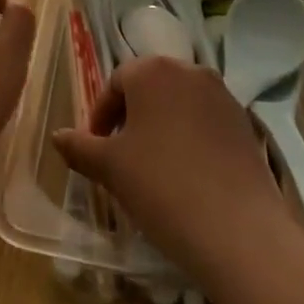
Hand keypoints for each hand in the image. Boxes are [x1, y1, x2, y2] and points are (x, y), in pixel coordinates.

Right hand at [53, 57, 303, 296]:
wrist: (240, 232)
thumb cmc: (162, 187)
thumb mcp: (110, 168)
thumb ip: (80, 148)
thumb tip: (57, 137)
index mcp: (152, 70)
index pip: (115, 83)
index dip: (100, 117)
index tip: (96, 150)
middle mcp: (189, 70)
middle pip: (149, 89)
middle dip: (131, 118)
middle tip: (122, 158)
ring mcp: (223, 96)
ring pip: (179, 105)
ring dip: (162, 128)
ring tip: (154, 169)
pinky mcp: (246, 125)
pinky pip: (207, 124)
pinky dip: (191, 141)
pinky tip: (188, 177)